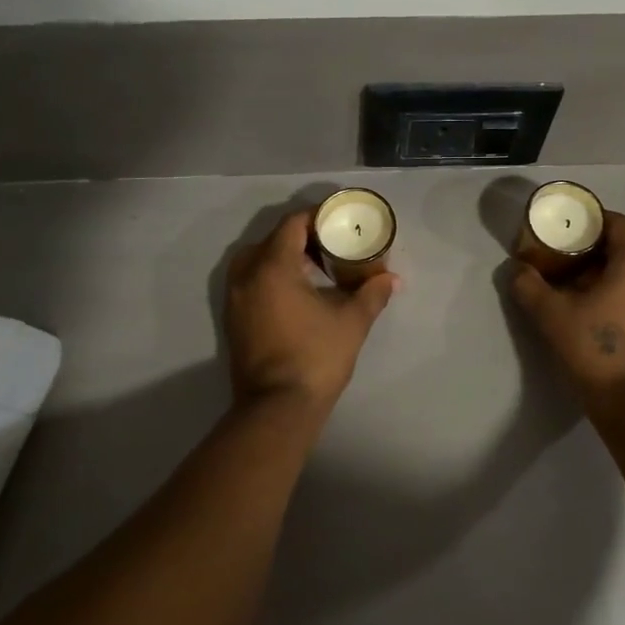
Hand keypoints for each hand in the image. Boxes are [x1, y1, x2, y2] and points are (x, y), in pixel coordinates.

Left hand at [224, 208, 397, 421]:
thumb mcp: (352, 322)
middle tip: (332, 243)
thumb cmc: (316, 357)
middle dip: (303, 236)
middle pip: (273, 238)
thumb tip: (391, 278)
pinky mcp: (233, 318)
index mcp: (272, 266)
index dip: (317, 216)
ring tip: (317, 267)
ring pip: (258, 259)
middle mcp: (246, 275)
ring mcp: (235, 298)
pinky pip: (251, 280)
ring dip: (285, 256)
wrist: (277, 408)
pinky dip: (272, 275)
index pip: (292, 223)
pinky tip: (299, 292)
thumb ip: (371, 293)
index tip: (339, 220)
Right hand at [510, 210, 624, 413]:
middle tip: (580, 245)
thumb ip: (529, 285)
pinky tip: (601, 297)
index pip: (620, 222)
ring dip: (621, 258)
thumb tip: (516, 268)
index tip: (570, 225)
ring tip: (587, 271)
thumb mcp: (550, 313)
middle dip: (612, 235)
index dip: (595, 218)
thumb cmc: (593, 346)